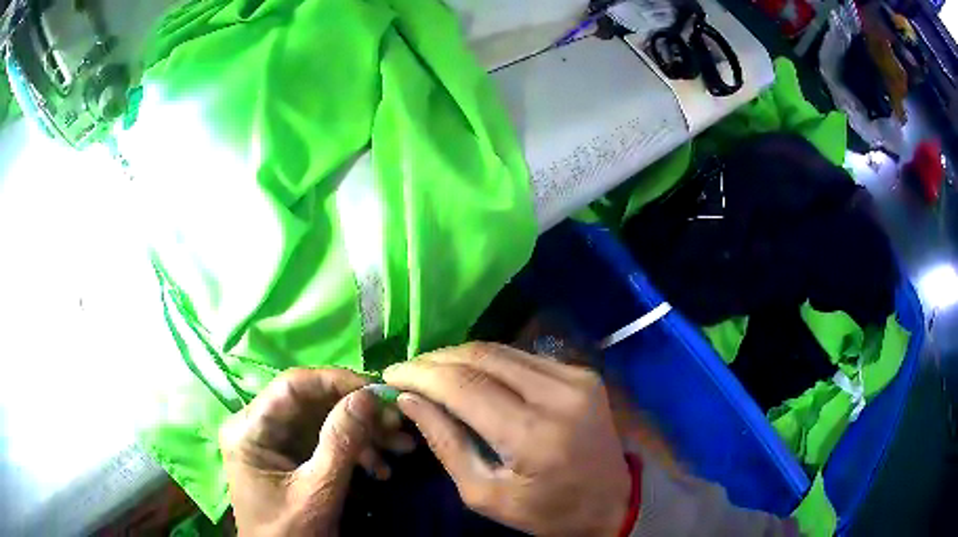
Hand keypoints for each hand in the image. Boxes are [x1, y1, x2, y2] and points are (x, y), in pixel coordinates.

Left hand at [219, 369, 414, 536]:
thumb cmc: (290, 533)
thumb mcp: (317, 492)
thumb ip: (341, 443)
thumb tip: (370, 395)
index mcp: (249, 430)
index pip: (292, 386)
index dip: (336, 382)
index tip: (379, 392)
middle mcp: (259, 426)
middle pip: (312, 403)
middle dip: (358, 414)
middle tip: (398, 424)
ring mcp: (276, 441)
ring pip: (324, 420)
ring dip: (364, 434)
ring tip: (401, 449)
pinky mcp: (292, 456)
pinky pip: (327, 441)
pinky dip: (356, 451)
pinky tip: (381, 469)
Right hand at [384, 343, 630, 536]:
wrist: (613, 501)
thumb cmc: (546, 511)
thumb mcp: (485, 495)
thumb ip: (446, 444)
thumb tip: (410, 400)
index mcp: (533, 434)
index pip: (464, 386)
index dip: (420, 374)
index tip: (390, 375)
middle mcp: (558, 394)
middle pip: (481, 357)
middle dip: (435, 360)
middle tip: (407, 372)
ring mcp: (575, 378)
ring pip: (500, 350)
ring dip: (459, 357)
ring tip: (431, 373)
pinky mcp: (582, 373)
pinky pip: (522, 357)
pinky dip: (489, 362)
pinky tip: (470, 376)